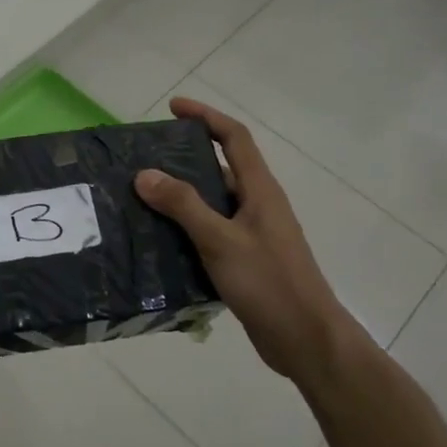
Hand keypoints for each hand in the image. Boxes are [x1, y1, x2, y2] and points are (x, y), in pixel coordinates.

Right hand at [134, 99, 347, 379]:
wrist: (305, 339)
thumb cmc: (269, 283)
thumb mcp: (221, 241)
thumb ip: (184, 206)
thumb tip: (145, 174)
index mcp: (260, 190)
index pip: (235, 138)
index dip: (206, 116)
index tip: (174, 107)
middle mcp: (258, 205)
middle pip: (221, 167)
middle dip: (185, 157)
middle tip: (146, 158)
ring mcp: (253, 234)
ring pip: (214, 202)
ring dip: (182, 195)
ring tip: (142, 196)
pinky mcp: (245, 260)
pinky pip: (211, 231)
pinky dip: (186, 228)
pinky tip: (159, 240)